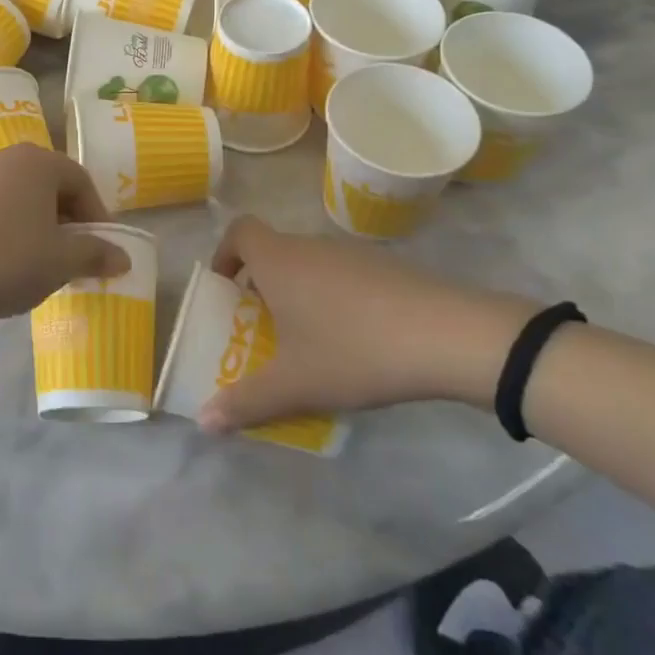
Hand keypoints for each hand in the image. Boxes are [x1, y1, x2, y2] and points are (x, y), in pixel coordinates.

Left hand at [0, 145, 129, 325]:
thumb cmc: (7, 259)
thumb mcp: (61, 261)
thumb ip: (96, 254)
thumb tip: (124, 257)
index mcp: (38, 161)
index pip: (81, 181)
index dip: (97, 216)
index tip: (102, 248)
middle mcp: (6, 156)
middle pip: (50, 183)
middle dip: (67, 218)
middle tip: (74, 254)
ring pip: (20, 194)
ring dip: (37, 222)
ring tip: (41, 259)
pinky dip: (9, 225)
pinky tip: (6, 259)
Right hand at [198, 217, 537, 433]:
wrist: (450, 336)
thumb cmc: (355, 350)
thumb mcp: (296, 385)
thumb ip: (246, 402)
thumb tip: (204, 423)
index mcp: (278, 261)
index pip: (240, 231)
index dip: (225, 253)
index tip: (226, 287)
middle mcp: (310, 246)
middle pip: (274, 251)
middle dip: (262, 285)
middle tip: (264, 329)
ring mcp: (352, 254)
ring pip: (311, 265)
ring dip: (300, 294)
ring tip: (311, 343)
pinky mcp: (387, 268)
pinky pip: (345, 276)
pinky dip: (337, 299)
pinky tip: (358, 341)